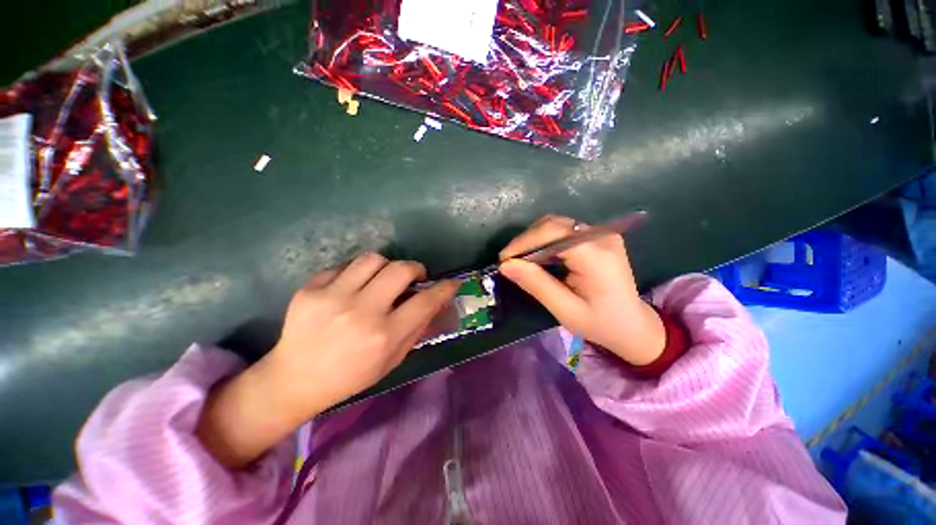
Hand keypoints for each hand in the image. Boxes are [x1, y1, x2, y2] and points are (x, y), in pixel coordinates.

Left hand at [197, 253, 458, 467]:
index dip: (444, 288)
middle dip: (416, 268)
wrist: (294, 379)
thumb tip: (437, 302)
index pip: (425, 301)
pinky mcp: (310, 289)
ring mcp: (332, 297)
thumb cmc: (351, 376)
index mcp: (384, 335)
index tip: (451, 283)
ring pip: (373, 259)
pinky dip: (357, 273)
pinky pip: (345, 266)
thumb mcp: (392, 359)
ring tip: (383, 279)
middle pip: (400, 269)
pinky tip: (353, 287)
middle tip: (415, 277)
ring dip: (386, 267)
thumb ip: (417, 328)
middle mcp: (361, 312)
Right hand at [499, 215, 664, 366]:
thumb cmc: (600, 323)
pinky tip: (538, 257)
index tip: (503, 259)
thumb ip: (536, 284)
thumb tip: (505, 265)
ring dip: (534, 239)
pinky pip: (564, 231)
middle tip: (509, 261)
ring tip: (520, 260)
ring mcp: (601, 234)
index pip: (552, 233)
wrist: (634, 326)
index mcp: (596, 255)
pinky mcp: (597, 237)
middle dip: (526, 240)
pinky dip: (545, 241)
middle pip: (553, 224)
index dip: (524, 242)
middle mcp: (601, 236)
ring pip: (556, 225)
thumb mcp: (565, 309)